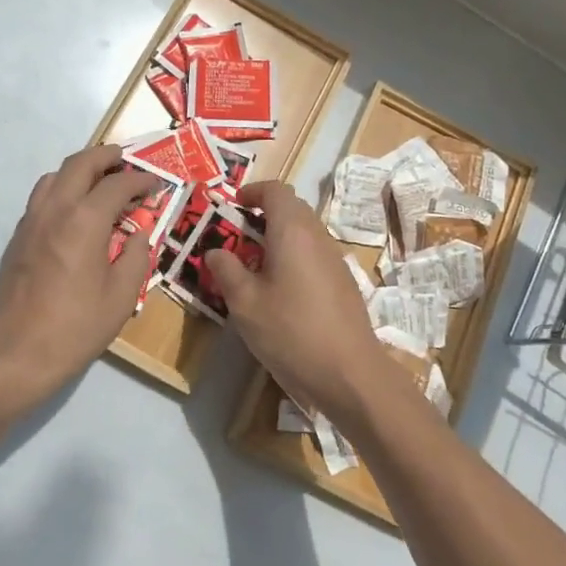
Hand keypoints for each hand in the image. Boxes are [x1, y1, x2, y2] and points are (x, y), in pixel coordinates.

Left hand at [0, 144, 155, 414]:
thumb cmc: (75, 327)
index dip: (141, 180)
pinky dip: (63, 188)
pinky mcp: (18, 236)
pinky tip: (76, 210)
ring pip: (55, 175)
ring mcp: (32, 220)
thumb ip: (134, 256)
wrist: (17, 352)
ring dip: (81, 169)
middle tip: (127, 160)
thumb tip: (137, 234)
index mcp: (84, 221)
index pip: (117, 184)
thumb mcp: (121, 296)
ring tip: (101, 180)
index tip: (157, 184)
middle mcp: (55, 209)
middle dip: (107, 156)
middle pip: (80, 163)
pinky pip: (42, 196)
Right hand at [206, 181, 411, 423]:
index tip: (234, 206)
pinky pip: (315, 255)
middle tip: (238, 237)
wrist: (350, 374)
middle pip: (293, 208)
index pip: (276, 191)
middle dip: (264, 215)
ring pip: (305, 233)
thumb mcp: (245, 303)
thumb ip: (226, 270)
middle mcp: (318, 237)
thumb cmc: (291, 331)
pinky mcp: (344, 284)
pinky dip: (295, 258)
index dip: (253, 192)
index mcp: (293, 231)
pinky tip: (281, 292)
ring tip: (255, 266)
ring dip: (280, 238)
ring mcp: (336, 260)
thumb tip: (215, 251)